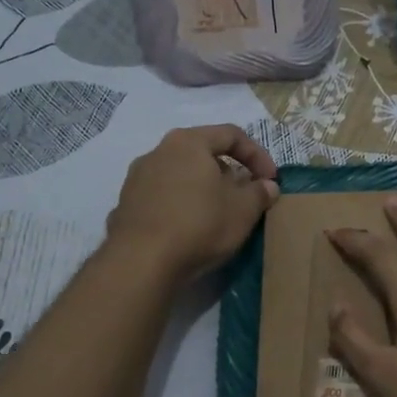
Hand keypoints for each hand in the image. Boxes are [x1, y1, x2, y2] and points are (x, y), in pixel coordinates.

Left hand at [107, 125, 278, 281]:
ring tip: (218, 214)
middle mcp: (158, 152)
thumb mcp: (244, 210)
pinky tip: (190, 230)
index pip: (231, 135)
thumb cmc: (200, 224)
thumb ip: (259, 192)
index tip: (270, 180)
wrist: (141, 262)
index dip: (258, 155)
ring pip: (180, 175)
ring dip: (203, 189)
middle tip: (244, 196)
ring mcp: (137, 178)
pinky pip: (162, 197)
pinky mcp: (126, 205)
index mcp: (188, 142)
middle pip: (202, 153)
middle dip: (229, 172)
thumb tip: (267, 186)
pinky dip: (181, 206)